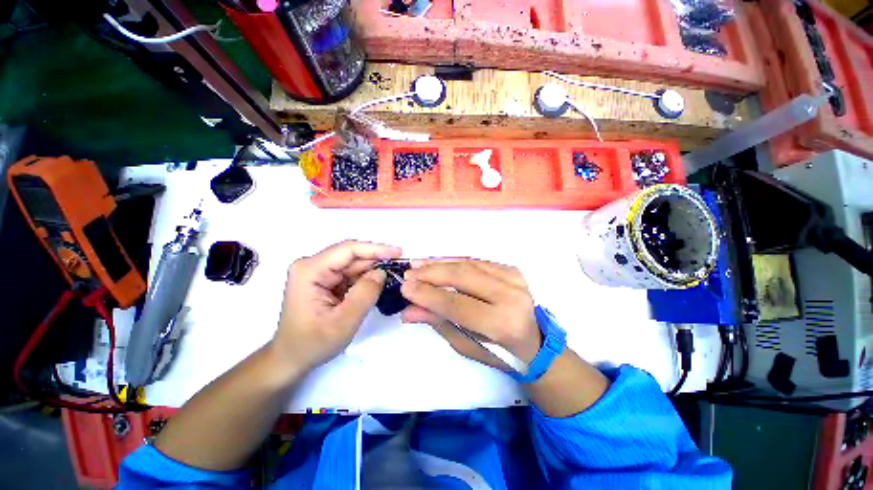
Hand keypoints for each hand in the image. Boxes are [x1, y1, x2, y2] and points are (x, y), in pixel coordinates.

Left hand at [271, 240, 401, 372]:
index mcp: (310, 271)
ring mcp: (318, 272)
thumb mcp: (343, 322)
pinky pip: (351, 273)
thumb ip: (365, 294)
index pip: (348, 250)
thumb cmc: (312, 344)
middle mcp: (312, 265)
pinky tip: (379, 282)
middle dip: (377, 260)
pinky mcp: (325, 280)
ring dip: (373, 269)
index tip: (398, 252)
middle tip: (401, 266)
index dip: (376, 249)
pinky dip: (367, 278)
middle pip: (351, 256)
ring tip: (394, 274)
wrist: (291, 359)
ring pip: (353, 264)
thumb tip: (382, 273)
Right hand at [400, 259, 541, 368]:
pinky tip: (438, 262)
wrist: (533, 342)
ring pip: (469, 264)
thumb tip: (408, 310)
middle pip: (463, 276)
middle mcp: (511, 296)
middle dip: (431, 273)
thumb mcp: (465, 344)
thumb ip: (438, 322)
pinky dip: (455, 260)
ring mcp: (514, 279)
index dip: (428, 294)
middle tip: (409, 273)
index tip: (405, 287)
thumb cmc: (499, 351)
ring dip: (440, 263)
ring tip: (418, 264)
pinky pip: (477, 261)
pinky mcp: (512, 270)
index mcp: (503, 323)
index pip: (457, 304)